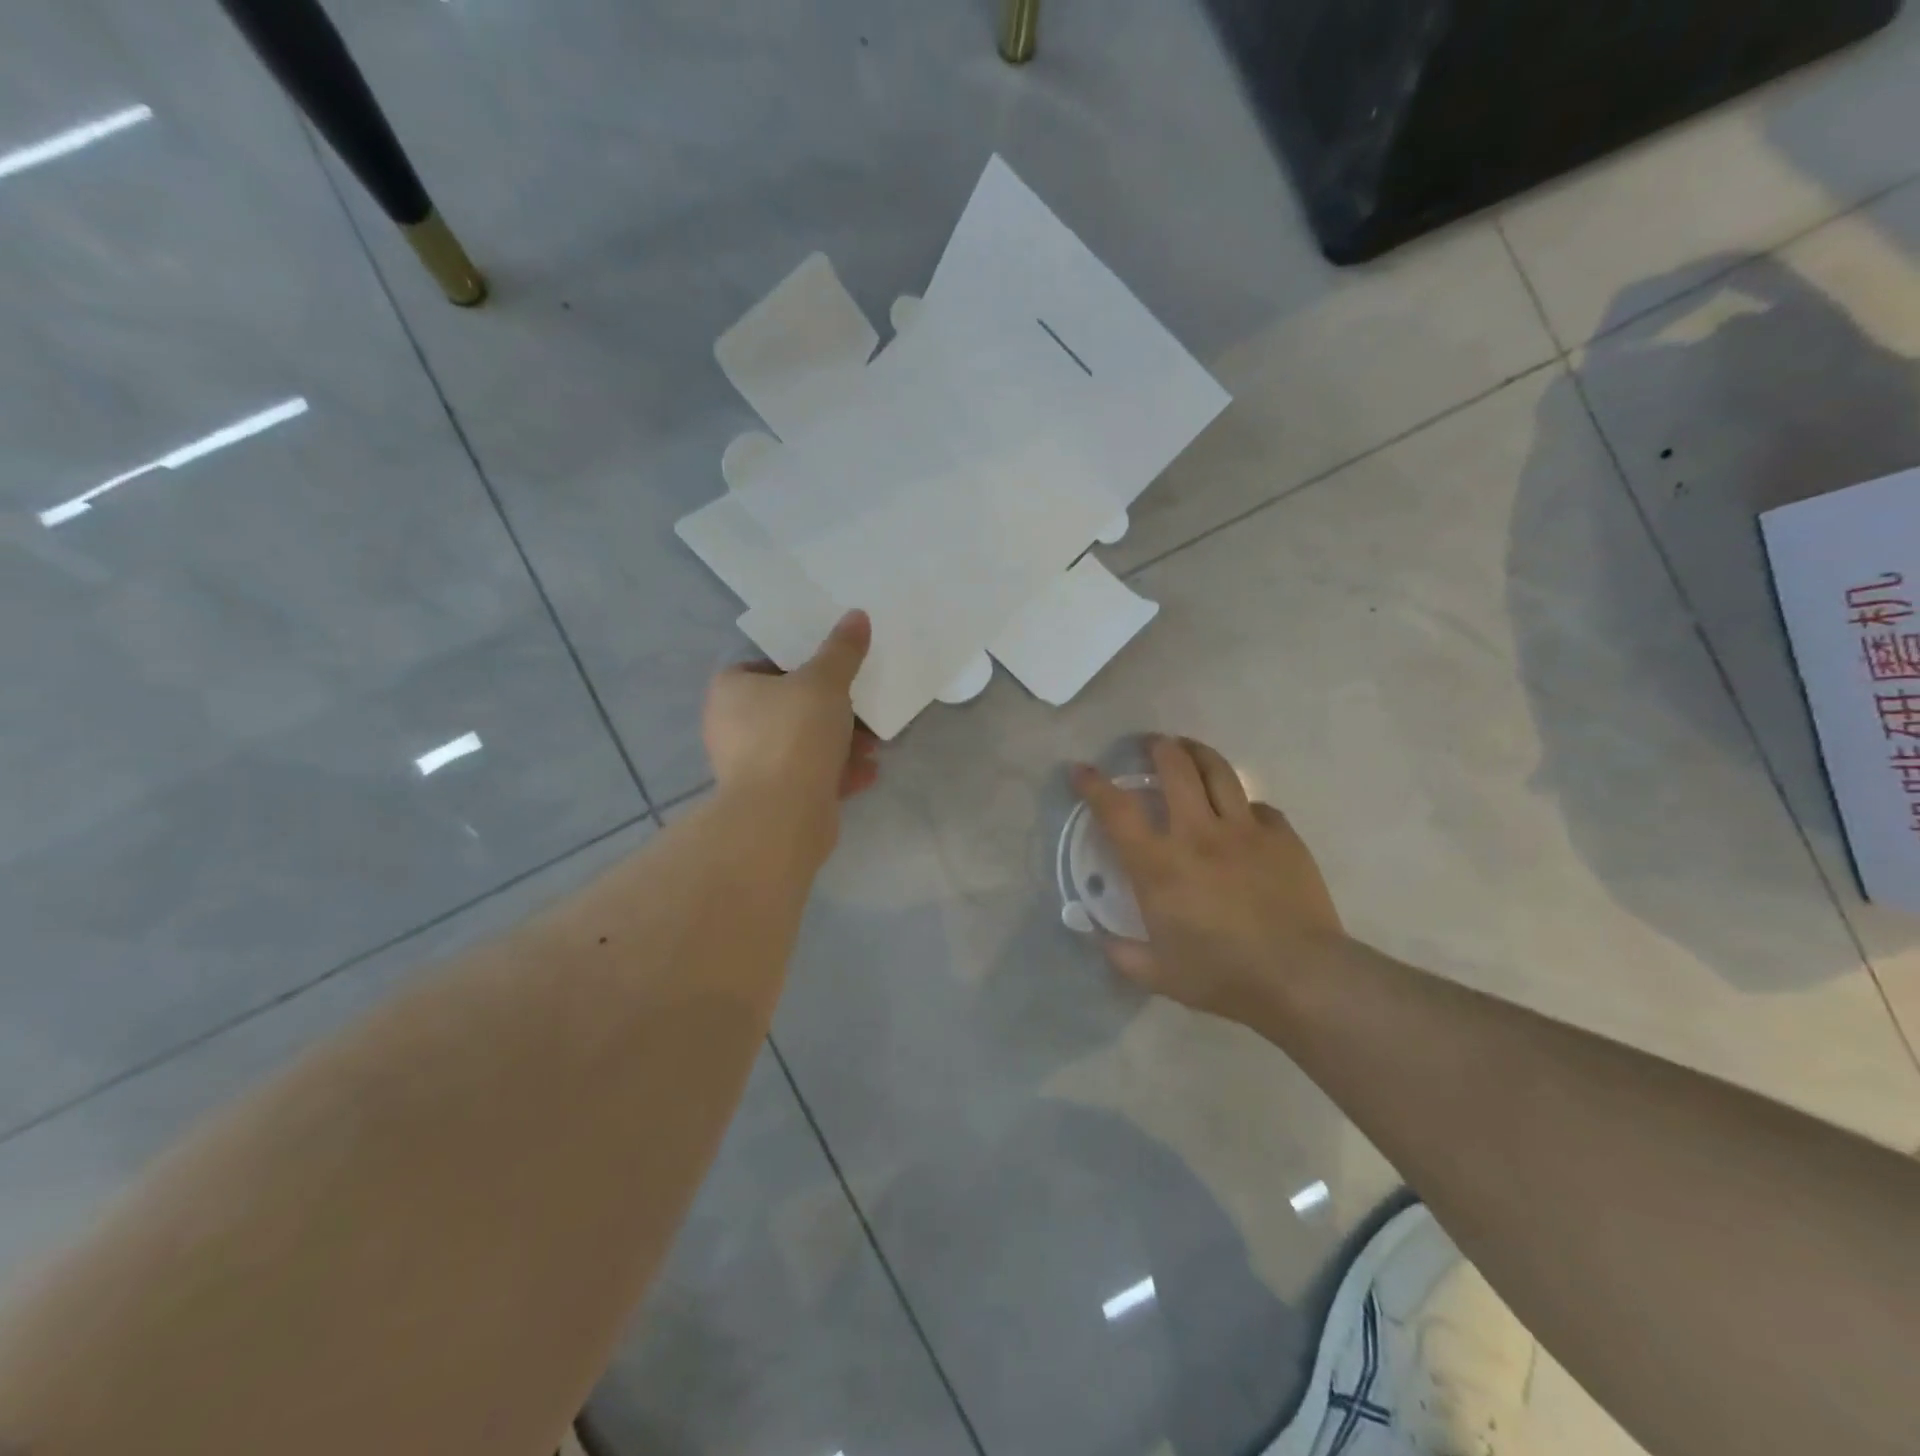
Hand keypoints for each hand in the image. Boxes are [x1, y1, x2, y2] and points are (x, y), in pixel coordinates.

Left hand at [704, 610, 880, 842]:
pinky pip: (808, 776)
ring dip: (841, 744)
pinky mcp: (771, 799)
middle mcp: (732, 727)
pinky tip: (868, 774)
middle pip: (789, 707)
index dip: (799, 665)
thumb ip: (842, 650)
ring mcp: (749, 767)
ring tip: (874, 747)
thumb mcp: (825, 681)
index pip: (763, 665)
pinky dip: (836, 773)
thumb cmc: (795, 734)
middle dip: (832, 711)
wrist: (781, 816)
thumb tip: (857, 616)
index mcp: (730, 691)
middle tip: (863, 709)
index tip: (834, 672)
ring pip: (802, 744)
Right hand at [1071, 736, 1345, 1025]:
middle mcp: (1198, 834)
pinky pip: (1259, 807)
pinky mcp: (1282, 837)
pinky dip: (1244, 805)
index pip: (1116, 810)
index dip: (1093, 785)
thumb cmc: (1222, 976)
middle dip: (1157, 748)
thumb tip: (1099, 938)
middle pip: (1175, 769)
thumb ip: (1121, 954)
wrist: (1302, 978)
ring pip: (1218, 772)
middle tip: (1150, 744)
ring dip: (1198, 753)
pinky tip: (1242, 814)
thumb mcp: (1158, 975)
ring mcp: (1244, 830)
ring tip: (1189, 749)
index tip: (1080, 770)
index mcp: (1159, 865)